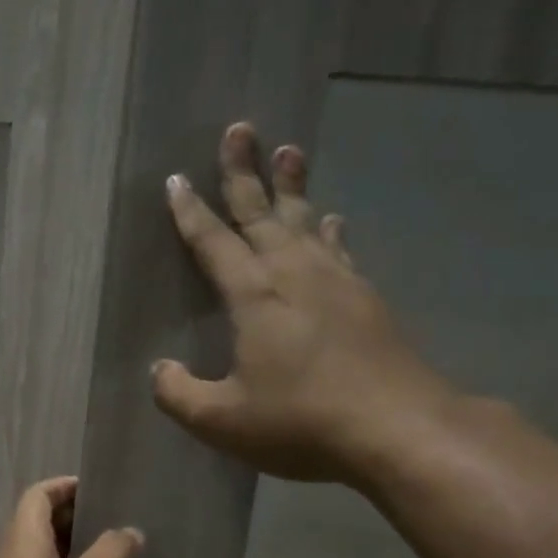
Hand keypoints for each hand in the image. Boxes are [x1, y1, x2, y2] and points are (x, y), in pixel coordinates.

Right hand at [152, 122, 456, 486]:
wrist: (398, 429)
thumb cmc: (300, 421)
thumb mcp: (221, 420)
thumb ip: (178, 394)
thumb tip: (159, 369)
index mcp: (255, 296)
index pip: (213, 243)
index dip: (190, 212)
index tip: (177, 179)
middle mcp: (295, 274)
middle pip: (263, 212)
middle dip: (245, 172)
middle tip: (239, 129)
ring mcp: (336, 282)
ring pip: (305, 221)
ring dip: (293, 187)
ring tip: (290, 151)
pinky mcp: (366, 299)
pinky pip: (338, 249)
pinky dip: (328, 231)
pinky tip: (331, 221)